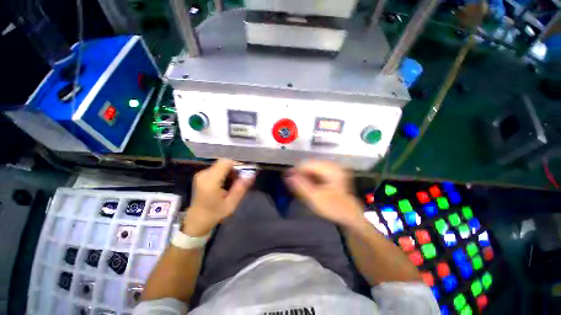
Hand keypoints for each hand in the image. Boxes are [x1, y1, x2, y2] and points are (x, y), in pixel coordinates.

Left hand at [183, 159, 253, 235]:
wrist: (196, 221)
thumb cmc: (215, 214)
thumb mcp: (231, 203)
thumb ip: (241, 187)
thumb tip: (252, 174)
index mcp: (210, 181)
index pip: (226, 162)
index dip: (237, 165)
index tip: (244, 174)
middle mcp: (204, 174)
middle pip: (224, 163)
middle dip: (234, 169)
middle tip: (239, 181)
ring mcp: (201, 174)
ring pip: (221, 165)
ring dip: (229, 172)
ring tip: (233, 184)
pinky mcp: (201, 176)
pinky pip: (216, 169)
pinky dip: (224, 174)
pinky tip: (226, 184)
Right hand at [285, 161, 364, 227]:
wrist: (350, 215)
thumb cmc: (333, 208)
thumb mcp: (315, 198)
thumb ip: (300, 186)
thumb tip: (287, 175)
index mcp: (330, 169)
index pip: (306, 164)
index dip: (296, 172)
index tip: (289, 181)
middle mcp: (332, 165)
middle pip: (309, 165)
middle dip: (301, 175)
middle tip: (297, 187)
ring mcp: (333, 168)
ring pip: (312, 168)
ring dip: (306, 177)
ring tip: (304, 188)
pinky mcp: (332, 172)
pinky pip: (317, 171)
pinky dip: (311, 178)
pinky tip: (311, 186)